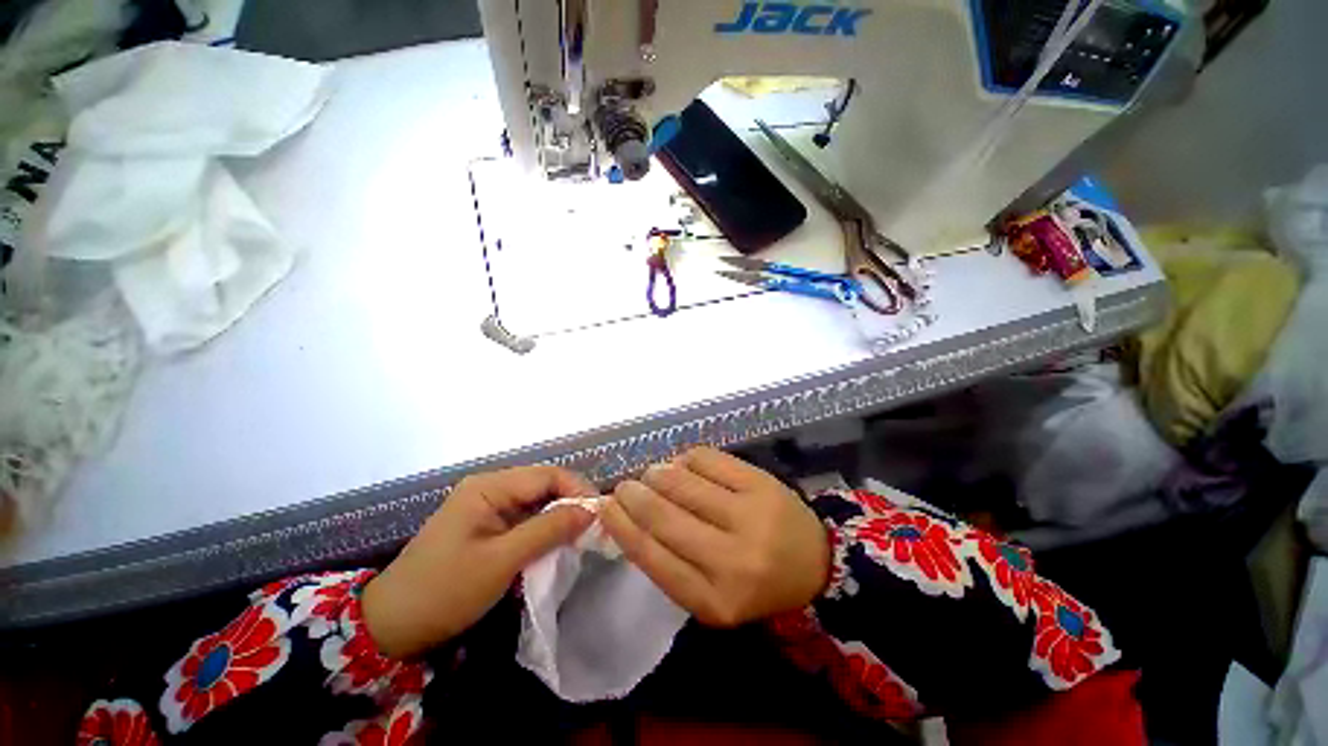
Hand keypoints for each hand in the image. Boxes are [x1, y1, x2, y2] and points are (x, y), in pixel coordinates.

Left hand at [363, 466, 594, 658]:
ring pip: (537, 502)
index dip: (577, 489)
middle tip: (596, 527)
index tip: (601, 514)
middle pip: (544, 485)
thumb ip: (548, 530)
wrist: (391, 627)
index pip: (547, 475)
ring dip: (560, 517)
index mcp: (489, 487)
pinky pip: (526, 518)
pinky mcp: (488, 526)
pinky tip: (557, 543)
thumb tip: (591, 510)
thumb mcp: (501, 561)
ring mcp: (488, 507)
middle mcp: (490, 488)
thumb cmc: (444, 591)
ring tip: (582, 535)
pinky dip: (545, 529)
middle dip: (571, 503)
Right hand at [600, 447, 829, 626]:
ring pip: (682, 482)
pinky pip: (707, 459)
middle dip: (634, 495)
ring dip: (657, 474)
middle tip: (624, 486)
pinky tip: (683, 466)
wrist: (814, 561)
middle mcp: (731, 560)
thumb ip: (670, 564)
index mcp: (713, 600)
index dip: (622, 526)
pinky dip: (685, 459)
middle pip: (664, 516)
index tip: (605, 507)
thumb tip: (630, 517)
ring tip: (652, 475)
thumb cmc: (753, 582)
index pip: (652, 557)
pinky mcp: (760, 483)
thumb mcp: (709, 595)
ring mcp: (749, 516)